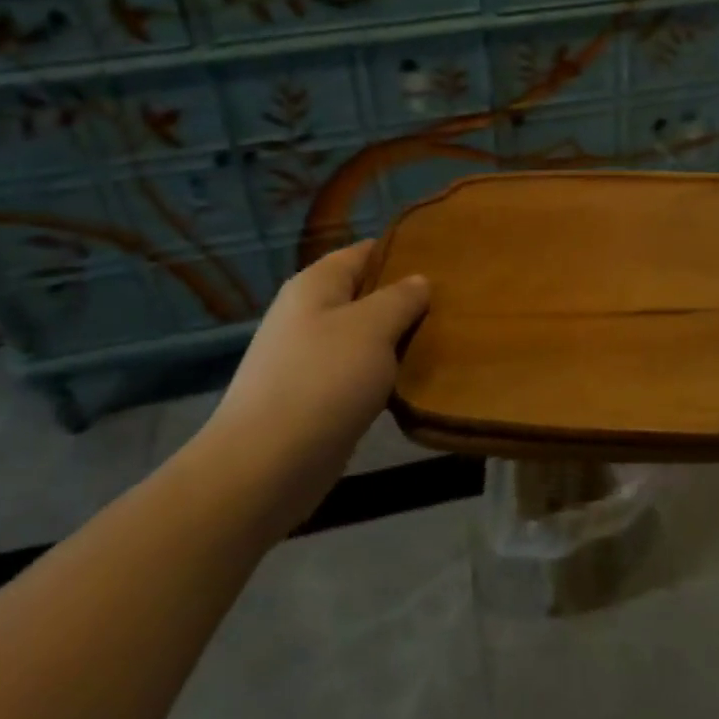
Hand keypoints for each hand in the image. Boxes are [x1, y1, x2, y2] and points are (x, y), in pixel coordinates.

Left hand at [194, 242, 429, 525]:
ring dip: (397, 341)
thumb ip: (400, 299)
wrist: (265, 466)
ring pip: (364, 337)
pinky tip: (414, 381)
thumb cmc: (323, 380)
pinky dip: (383, 375)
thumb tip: (418, 280)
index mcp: (316, 285)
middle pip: (365, 295)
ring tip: (443, 340)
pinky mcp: (312, 398)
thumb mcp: (372, 327)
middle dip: (406, 300)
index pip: (365, 252)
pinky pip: (356, 374)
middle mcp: (307, 314)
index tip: (446, 263)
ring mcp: (307, 358)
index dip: (403, 253)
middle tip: (453, 305)